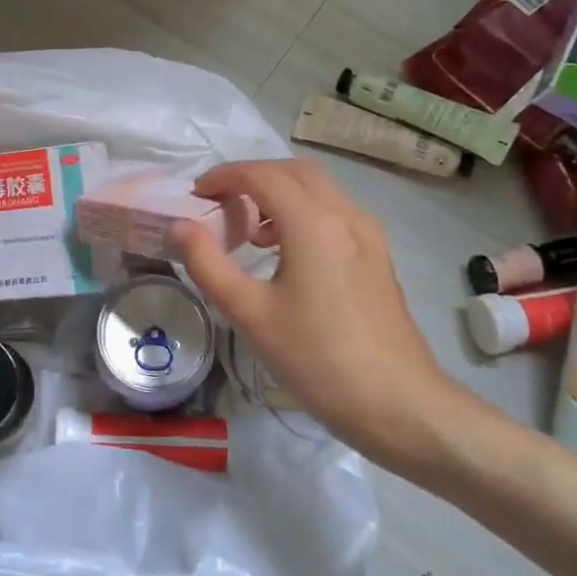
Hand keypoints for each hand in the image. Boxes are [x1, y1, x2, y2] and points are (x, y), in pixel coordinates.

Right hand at [171, 159, 474, 471]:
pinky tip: (286, 251)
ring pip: (319, 189)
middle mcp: (346, 215)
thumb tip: (179, 226)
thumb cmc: (317, 358)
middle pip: (294, 172)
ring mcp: (368, 234)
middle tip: (219, 204)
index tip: (196, 194)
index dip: (224, 176)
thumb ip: (208, 264)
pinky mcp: (378, 255)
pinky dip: (303, 212)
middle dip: (252, 177)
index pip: (262, 175)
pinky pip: (335, 212)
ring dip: (279, 193)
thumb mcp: (250, 313)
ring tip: (248, 230)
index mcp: (314, 223)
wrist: (397, 403)